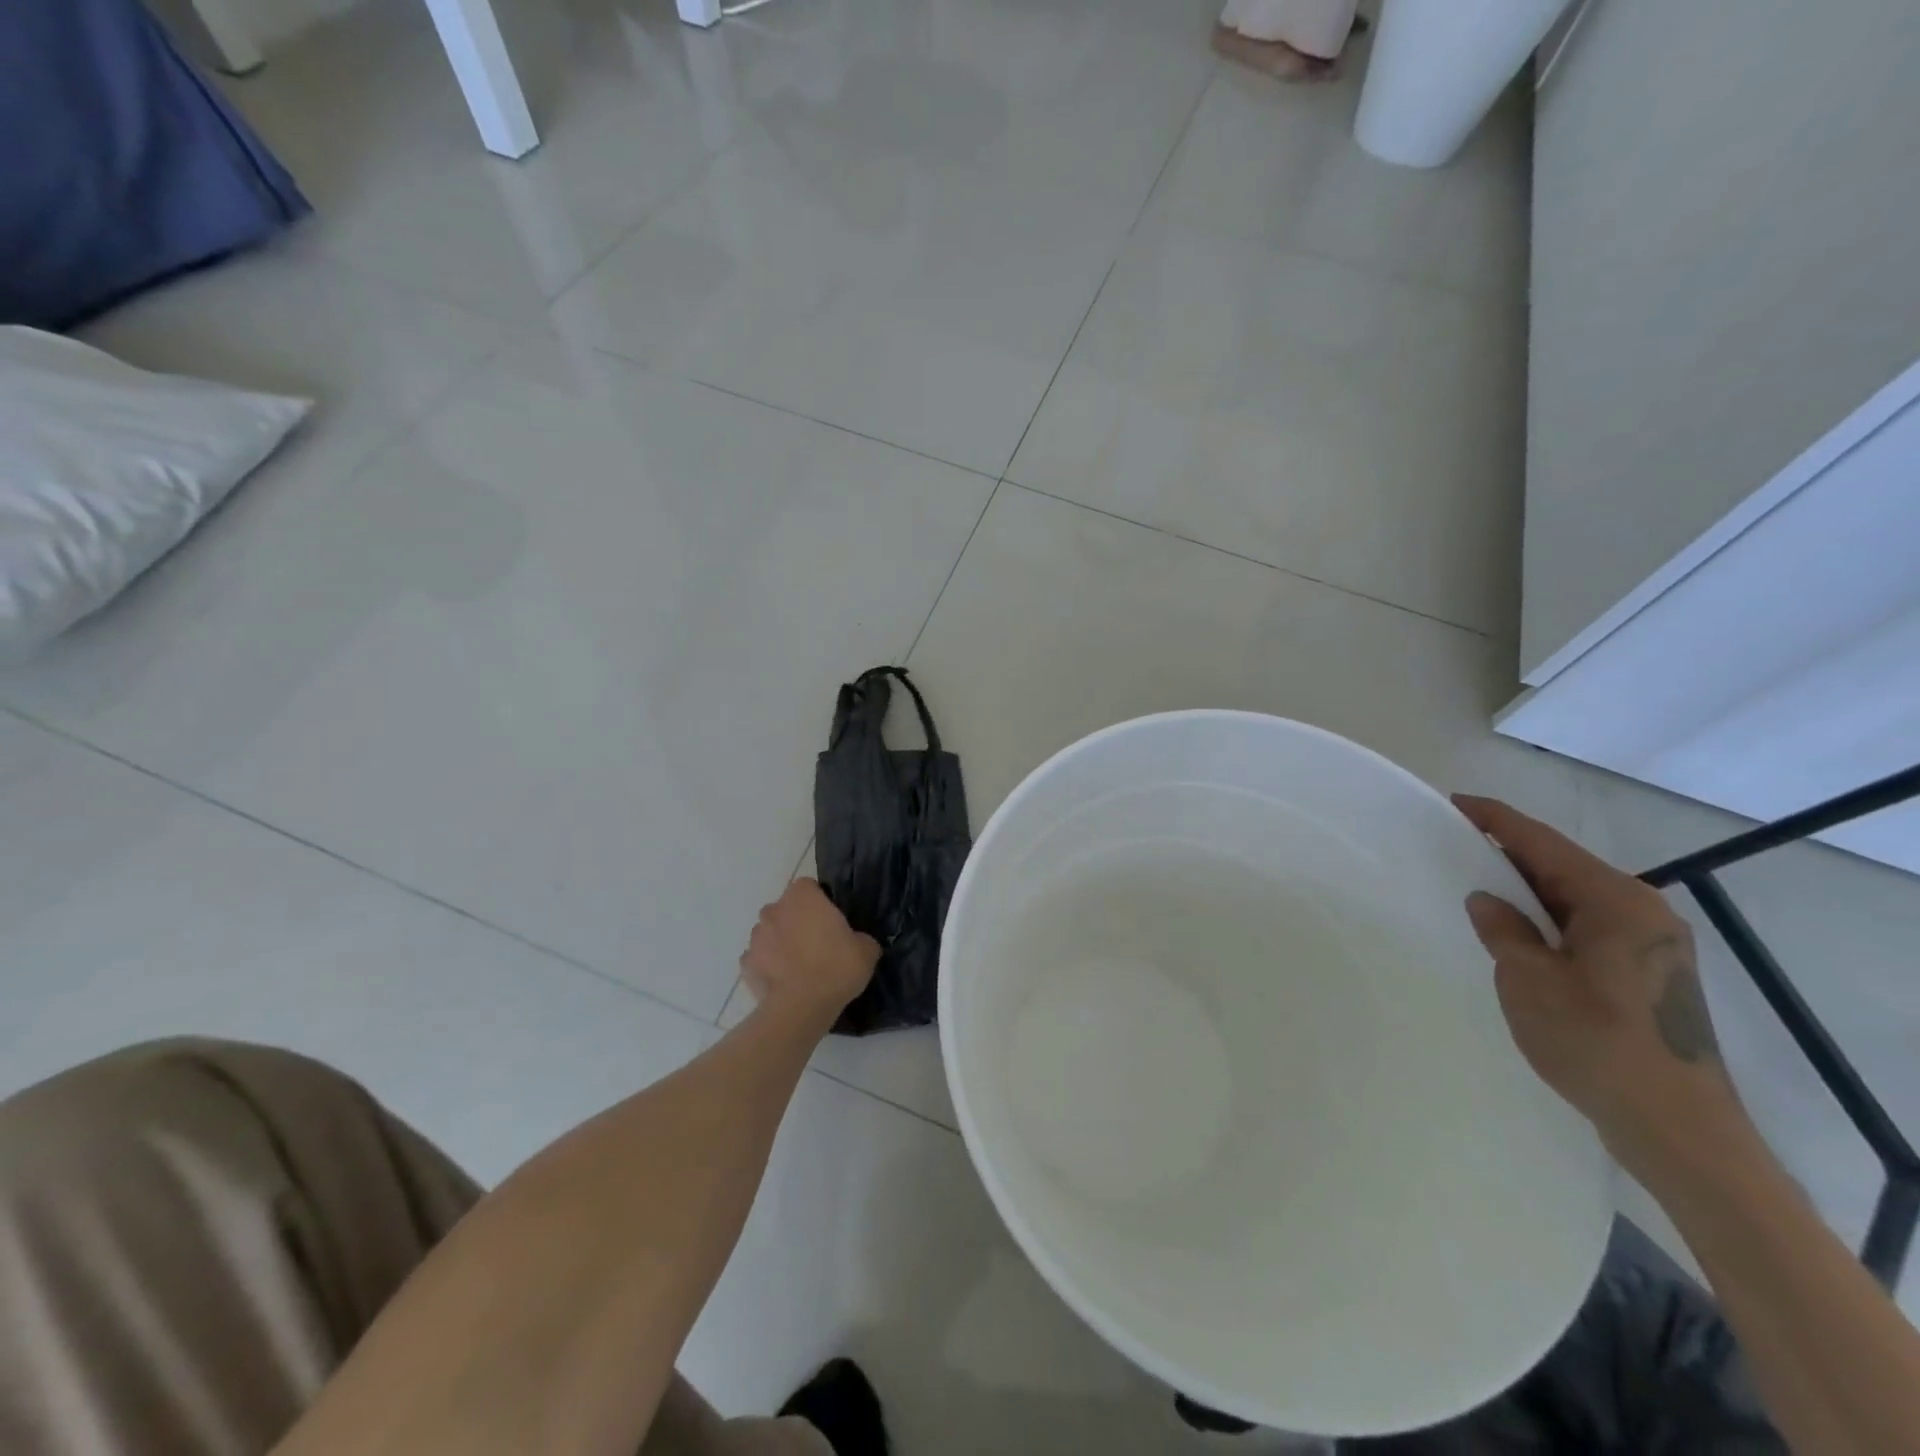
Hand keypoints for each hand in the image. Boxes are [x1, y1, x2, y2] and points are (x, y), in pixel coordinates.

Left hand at [740, 879, 880, 1023]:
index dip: (819, 902)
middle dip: (796, 921)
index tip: (830, 921)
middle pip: (785, 909)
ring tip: (799, 967)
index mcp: (802, 897)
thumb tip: (856, 942)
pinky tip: (783, 982)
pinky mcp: (745, 964)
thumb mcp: (867, 950)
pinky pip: (759, 959)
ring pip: (769, 933)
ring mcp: (755, 937)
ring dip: (780, 943)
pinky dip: (768, 966)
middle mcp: (774, 910)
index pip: (808, 887)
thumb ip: (860, 938)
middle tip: (817, 944)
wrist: (801, 1007)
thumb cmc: (836, 968)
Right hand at [1453, 795, 1747, 1176]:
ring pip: (1575, 899)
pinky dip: (1549, 920)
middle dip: (1509, 854)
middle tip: (1455, 845)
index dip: (1496, 821)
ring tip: (1477, 885)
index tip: (1456, 803)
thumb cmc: (1596, 1042)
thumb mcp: (1529, 980)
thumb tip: (1487, 900)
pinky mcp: (1650, 976)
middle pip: (1563, 867)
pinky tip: (1518, 932)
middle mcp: (1643, 913)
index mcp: (1617, 902)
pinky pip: (1587, 927)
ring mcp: (1652, 946)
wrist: (1677, 1129)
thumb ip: (1504, 930)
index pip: (1543, 844)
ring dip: (1528, 891)